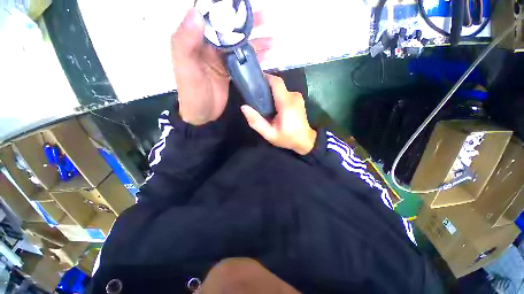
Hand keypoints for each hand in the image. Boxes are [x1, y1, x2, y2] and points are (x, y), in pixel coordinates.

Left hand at [171, 8, 271, 124]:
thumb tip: (197, 13)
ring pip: (240, 44)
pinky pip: (244, 60)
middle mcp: (210, 46)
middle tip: (265, 17)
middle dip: (246, 22)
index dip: (224, 7)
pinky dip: (255, 57)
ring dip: (256, 40)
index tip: (240, 2)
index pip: (210, 16)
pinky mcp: (230, 71)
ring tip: (271, 38)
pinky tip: (267, 55)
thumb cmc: (192, 92)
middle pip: (230, 28)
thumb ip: (186, 41)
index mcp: (196, 40)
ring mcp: (222, 59)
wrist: (202, 114)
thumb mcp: (185, 67)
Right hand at [241, 75, 316, 154]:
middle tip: (256, 98)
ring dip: (272, 95)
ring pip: (281, 90)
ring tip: (264, 105)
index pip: (276, 82)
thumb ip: (256, 121)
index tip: (255, 81)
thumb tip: (244, 107)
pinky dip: (278, 98)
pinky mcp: (299, 100)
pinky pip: (285, 94)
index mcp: (286, 103)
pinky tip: (274, 109)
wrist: (305, 141)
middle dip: (266, 89)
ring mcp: (298, 97)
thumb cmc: (287, 138)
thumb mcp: (269, 134)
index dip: (265, 78)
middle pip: (277, 85)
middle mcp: (293, 96)